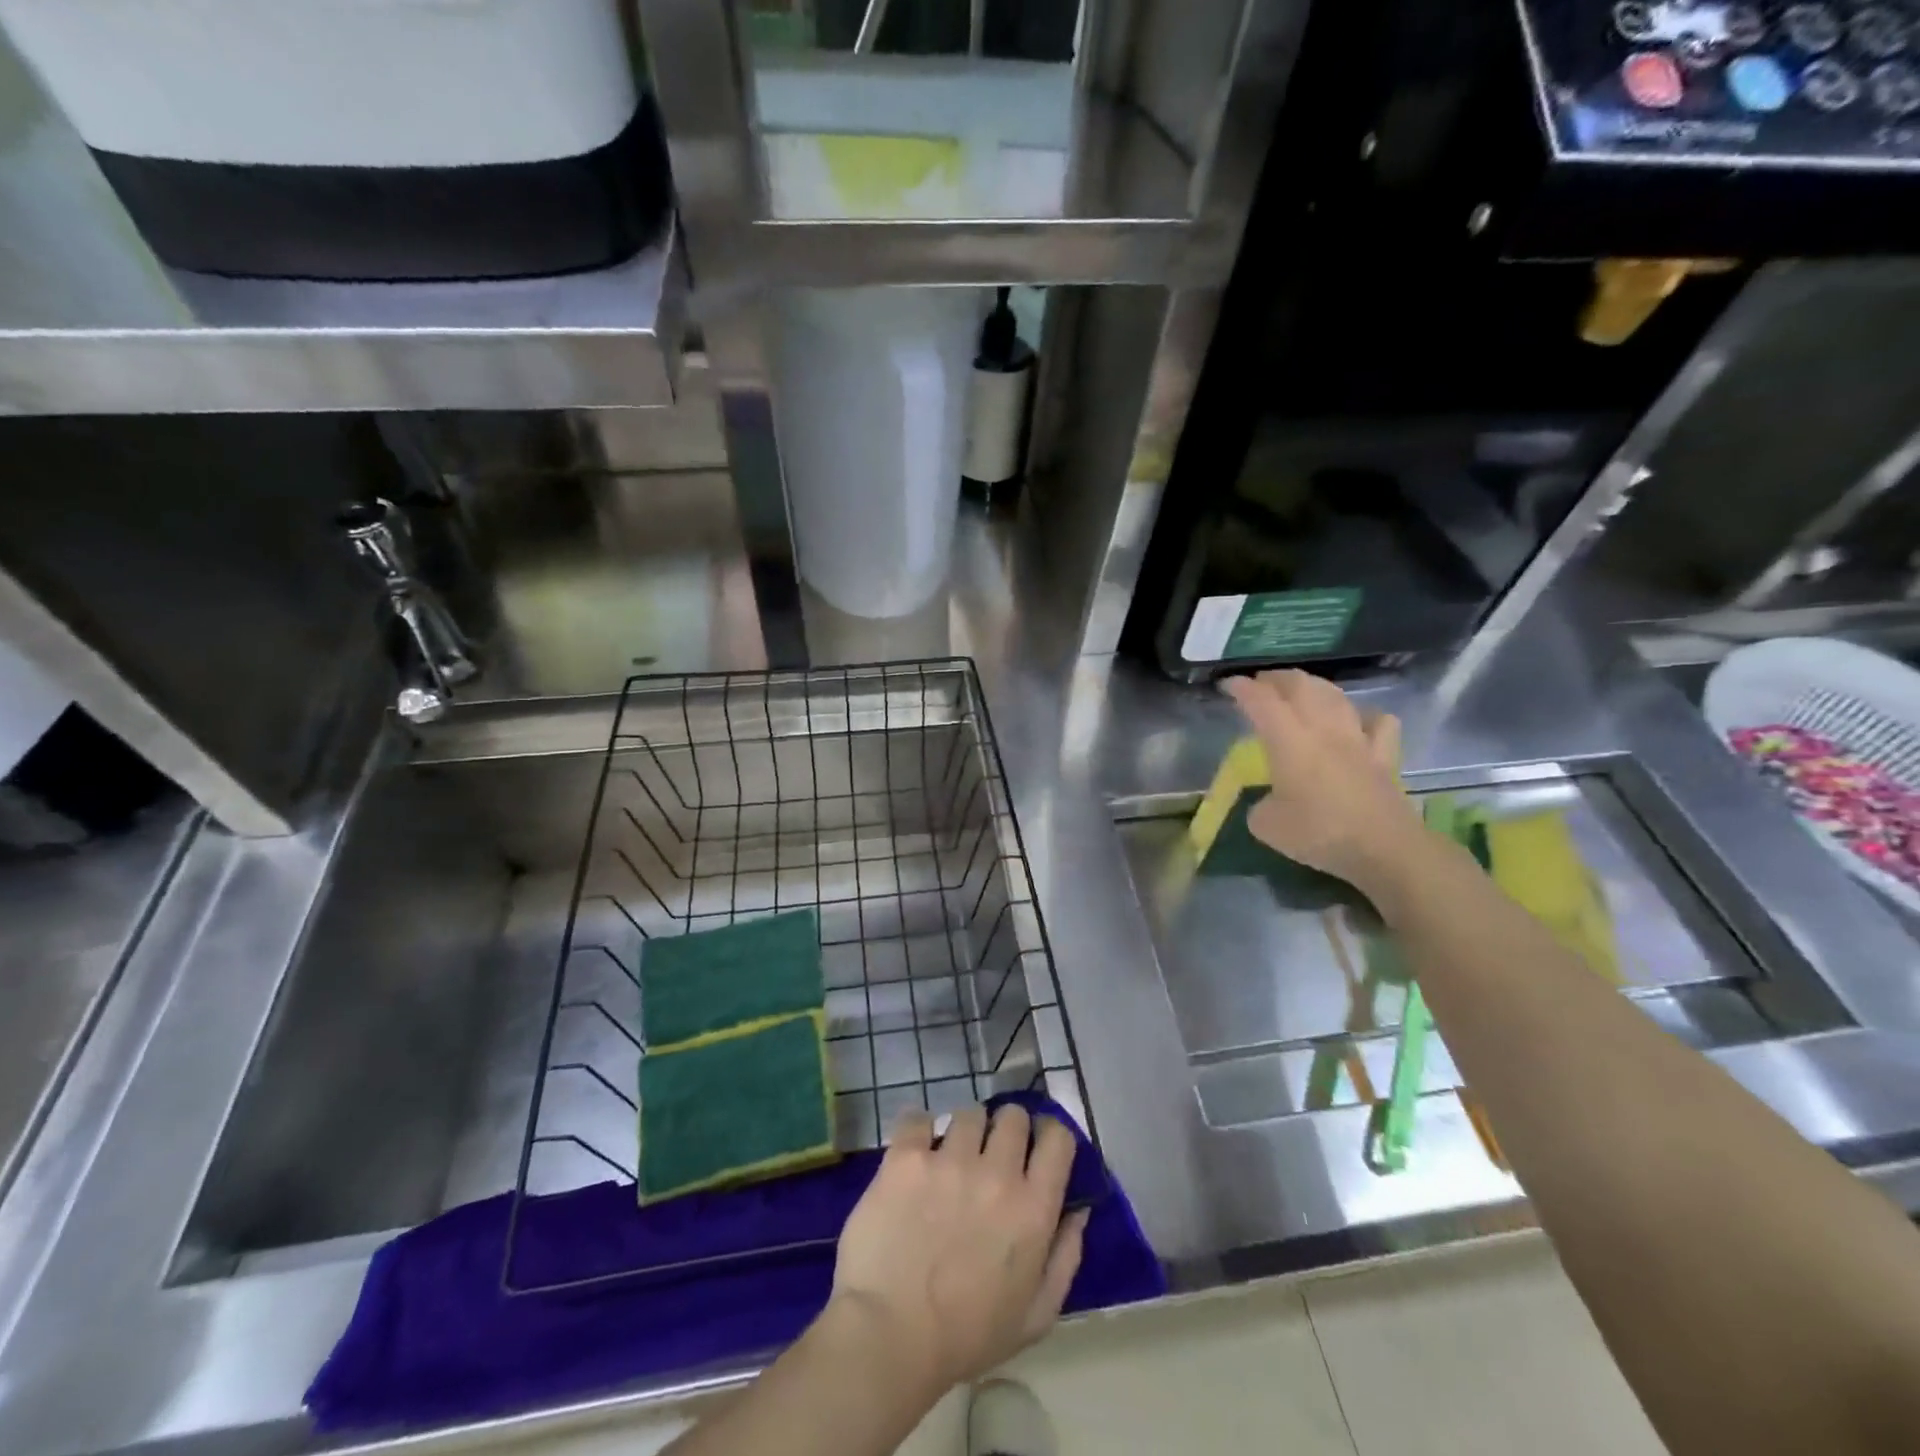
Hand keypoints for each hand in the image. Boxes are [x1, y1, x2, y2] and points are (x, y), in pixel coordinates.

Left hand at [823, 1103, 1086, 1397]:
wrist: (890, 1337)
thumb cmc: (967, 1336)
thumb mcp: (1036, 1316)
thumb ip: (1065, 1257)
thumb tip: (1079, 1210)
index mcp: (1033, 1208)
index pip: (1058, 1138)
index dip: (1049, 1135)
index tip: (1036, 1147)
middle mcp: (997, 1173)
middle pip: (1013, 1116)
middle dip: (1006, 1130)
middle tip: (990, 1155)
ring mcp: (950, 1160)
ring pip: (968, 1114)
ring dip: (964, 1132)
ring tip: (949, 1158)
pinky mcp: (907, 1157)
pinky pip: (918, 1118)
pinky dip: (919, 1130)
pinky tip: (915, 1154)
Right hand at [1222, 669, 1422, 897]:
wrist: (1384, 849)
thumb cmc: (1318, 833)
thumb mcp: (1266, 826)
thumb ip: (1260, 807)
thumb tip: (1268, 802)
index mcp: (1288, 740)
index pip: (1261, 701)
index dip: (1242, 688)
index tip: (1228, 685)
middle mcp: (1323, 729)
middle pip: (1301, 686)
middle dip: (1277, 679)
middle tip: (1261, 684)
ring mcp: (1357, 739)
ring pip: (1335, 696)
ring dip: (1314, 686)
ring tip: (1301, 691)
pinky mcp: (1383, 756)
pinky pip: (1377, 722)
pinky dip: (1363, 714)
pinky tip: (1355, 721)